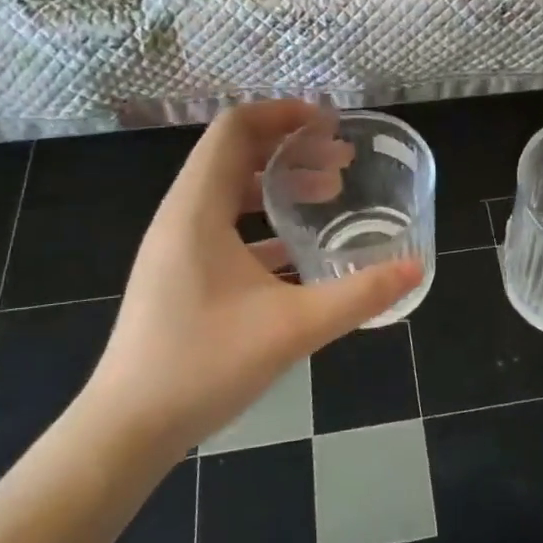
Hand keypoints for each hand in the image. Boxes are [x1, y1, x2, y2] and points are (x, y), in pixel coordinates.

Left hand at [78, 102, 422, 464]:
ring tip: (329, 193)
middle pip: (234, 154)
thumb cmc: (204, 366)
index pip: (235, 129)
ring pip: (230, 191)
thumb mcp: (293, 328)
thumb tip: (415, 268)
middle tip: (342, 159)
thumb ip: (359, 295)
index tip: (330, 123)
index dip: (283, 113)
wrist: (127, 429)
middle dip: (291, 147)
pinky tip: (299, 251)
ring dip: (280, 183)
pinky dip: (264, 222)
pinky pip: (224, 226)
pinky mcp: (179, 275)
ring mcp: (176, 248)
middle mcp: (181, 217)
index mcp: (198, 210)